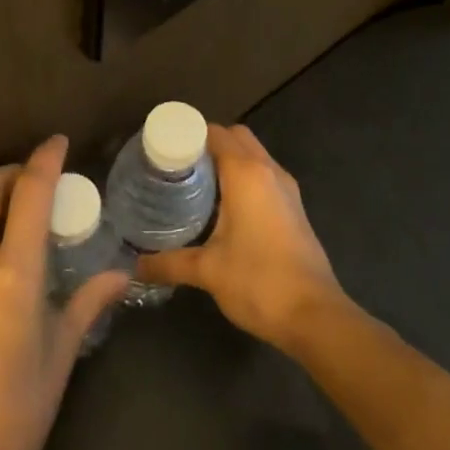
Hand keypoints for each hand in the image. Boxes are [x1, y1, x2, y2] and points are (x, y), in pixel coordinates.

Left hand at [0, 136, 127, 449]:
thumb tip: (121, 274)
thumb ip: (88, 302)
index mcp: (12, 277)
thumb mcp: (61, 354)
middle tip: (28, 186)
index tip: (56, 143)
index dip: (45, 160)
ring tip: (1, 221)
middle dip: (7, 174)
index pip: (30, 194)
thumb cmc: (19, 411)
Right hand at [135, 124, 343, 349]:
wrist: (314, 315)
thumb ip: (168, 263)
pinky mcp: (294, 209)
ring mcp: (287, 190)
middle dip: (208, 144)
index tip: (163, 150)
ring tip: (195, 184)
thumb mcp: (207, 271)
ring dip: (229, 161)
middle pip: (237, 137)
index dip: (188, 135)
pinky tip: (222, 208)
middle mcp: (269, 172)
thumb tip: (135, 266)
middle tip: (178, 167)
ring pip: (254, 156)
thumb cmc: (258, 281)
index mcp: (247, 174)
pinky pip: (264, 177)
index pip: (216, 133)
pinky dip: (244, 179)